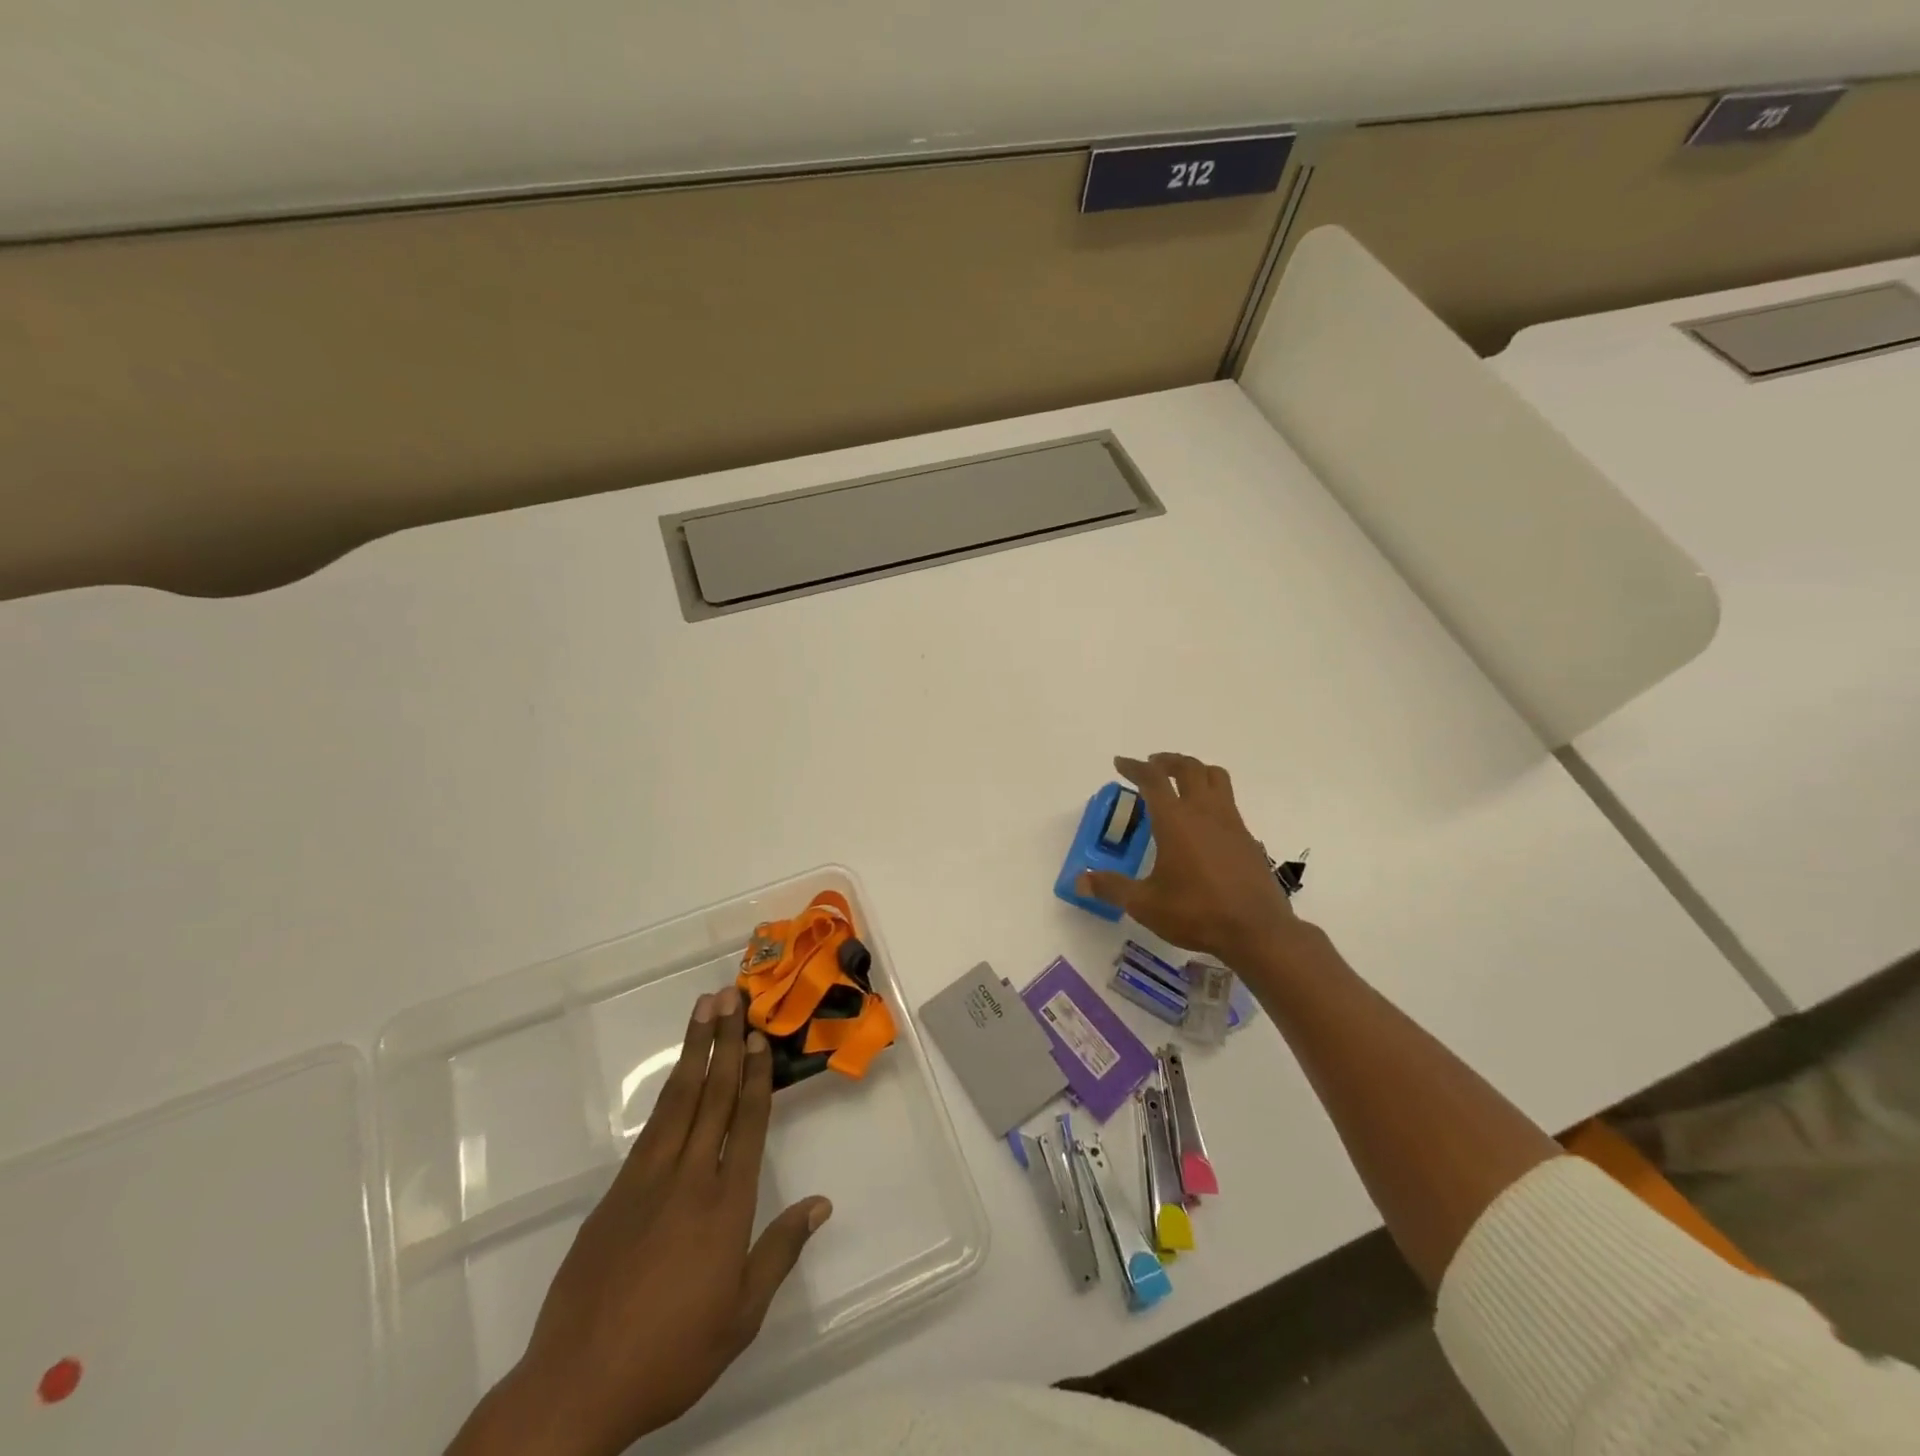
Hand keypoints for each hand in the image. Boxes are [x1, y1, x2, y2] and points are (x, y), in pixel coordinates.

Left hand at [447, 989, 830, 1455]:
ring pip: (677, 1101)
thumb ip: (780, 1252)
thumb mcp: (741, 1315)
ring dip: (694, 1052)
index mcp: (724, 1206)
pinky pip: (651, 1129)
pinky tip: (677, 1077)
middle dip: (725, 1042)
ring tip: (704, 1010)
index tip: (759, 1035)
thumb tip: (821, 1203)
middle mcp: (688, 1180)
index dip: (755, 1076)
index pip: (745, 1124)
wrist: (575, 1386)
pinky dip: (669, 1093)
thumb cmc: (671, 1353)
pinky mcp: (615, 1194)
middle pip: (711, 1096)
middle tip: (731, 996)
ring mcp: (646, 1181)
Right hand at [1077, 753, 1301, 970]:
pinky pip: (1229, 802)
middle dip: (1167, 761)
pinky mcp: (1247, 838)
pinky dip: (1213, 796)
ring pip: (1215, 777)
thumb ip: (1111, 888)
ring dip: (1195, 770)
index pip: (1153, 779)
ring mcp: (1231, 822)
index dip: (1135, 767)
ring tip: (1181, 780)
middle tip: (1152, 766)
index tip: (1120, 763)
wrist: (1257, 930)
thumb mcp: (1145, 904)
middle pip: (1188, 767)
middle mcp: (1204, 812)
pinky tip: (1204, 821)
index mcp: (1175, 820)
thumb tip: (1079, 881)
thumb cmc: (1196, 912)